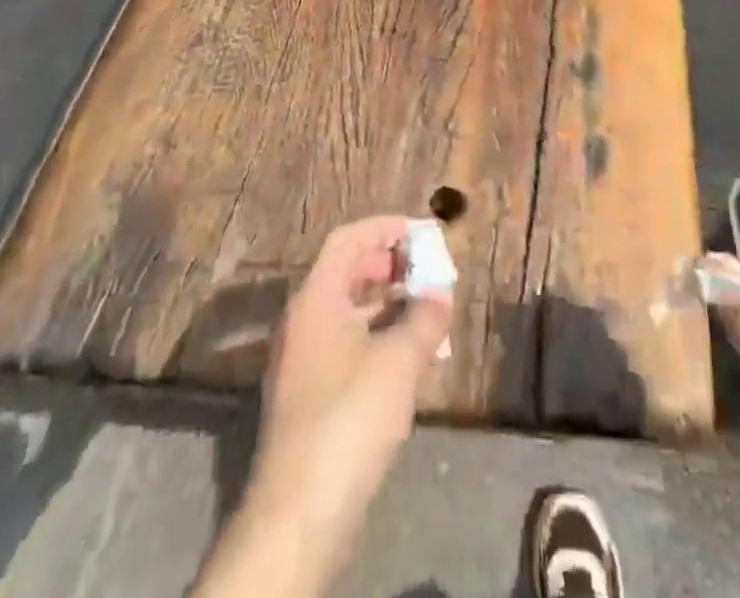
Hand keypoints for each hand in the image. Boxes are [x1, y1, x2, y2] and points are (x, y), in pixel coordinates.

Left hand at [236, 216, 452, 579]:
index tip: (421, 231)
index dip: (384, 228)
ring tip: (426, 310)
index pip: (347, 239)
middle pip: (346, 271)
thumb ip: (425, 316)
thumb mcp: (399, 360)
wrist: (299, 512)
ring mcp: (301, 360)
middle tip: (426, 268)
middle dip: (389, 264)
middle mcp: (302, 320)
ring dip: (387, 303)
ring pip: (348, 310)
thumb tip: (440, 290)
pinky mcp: (308, 396)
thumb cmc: (349, 416)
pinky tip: (407, 356)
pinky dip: (376, 335)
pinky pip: (345, 343)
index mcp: (315, 298)